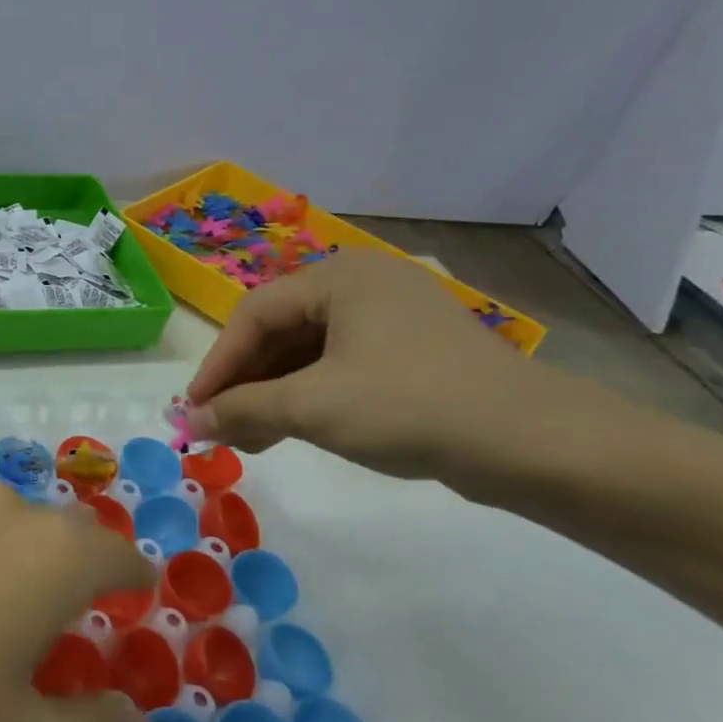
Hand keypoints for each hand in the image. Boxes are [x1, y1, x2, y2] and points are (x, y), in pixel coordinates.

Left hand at [0, 482, 154, 721]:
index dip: (135, 576)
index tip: (142, 593)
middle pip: (61, 530)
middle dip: (81, 563)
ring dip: (21, 559)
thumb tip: (135, 720)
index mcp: (51, 556)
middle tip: (80, 608)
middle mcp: (0, 516)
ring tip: (12, 611)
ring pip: (4, 526)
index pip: (116, 553)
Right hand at [187, 249, 557, 483]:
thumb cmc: (408, 406)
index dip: (217, 364)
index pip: (254, 315)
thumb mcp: (312, 407)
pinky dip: (309, 398)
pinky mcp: (412, 353)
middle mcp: (363, 286)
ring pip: (308, 353)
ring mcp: (391, 319)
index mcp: (339, 277)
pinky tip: (288, 432)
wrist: (532, 444)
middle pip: (280, 332)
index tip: (193, 409)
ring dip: (272, 395)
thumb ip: (242, 409)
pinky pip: (340, 367)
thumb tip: (189, 423)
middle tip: (217, 426)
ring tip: (247, 439)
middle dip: (244, 383)